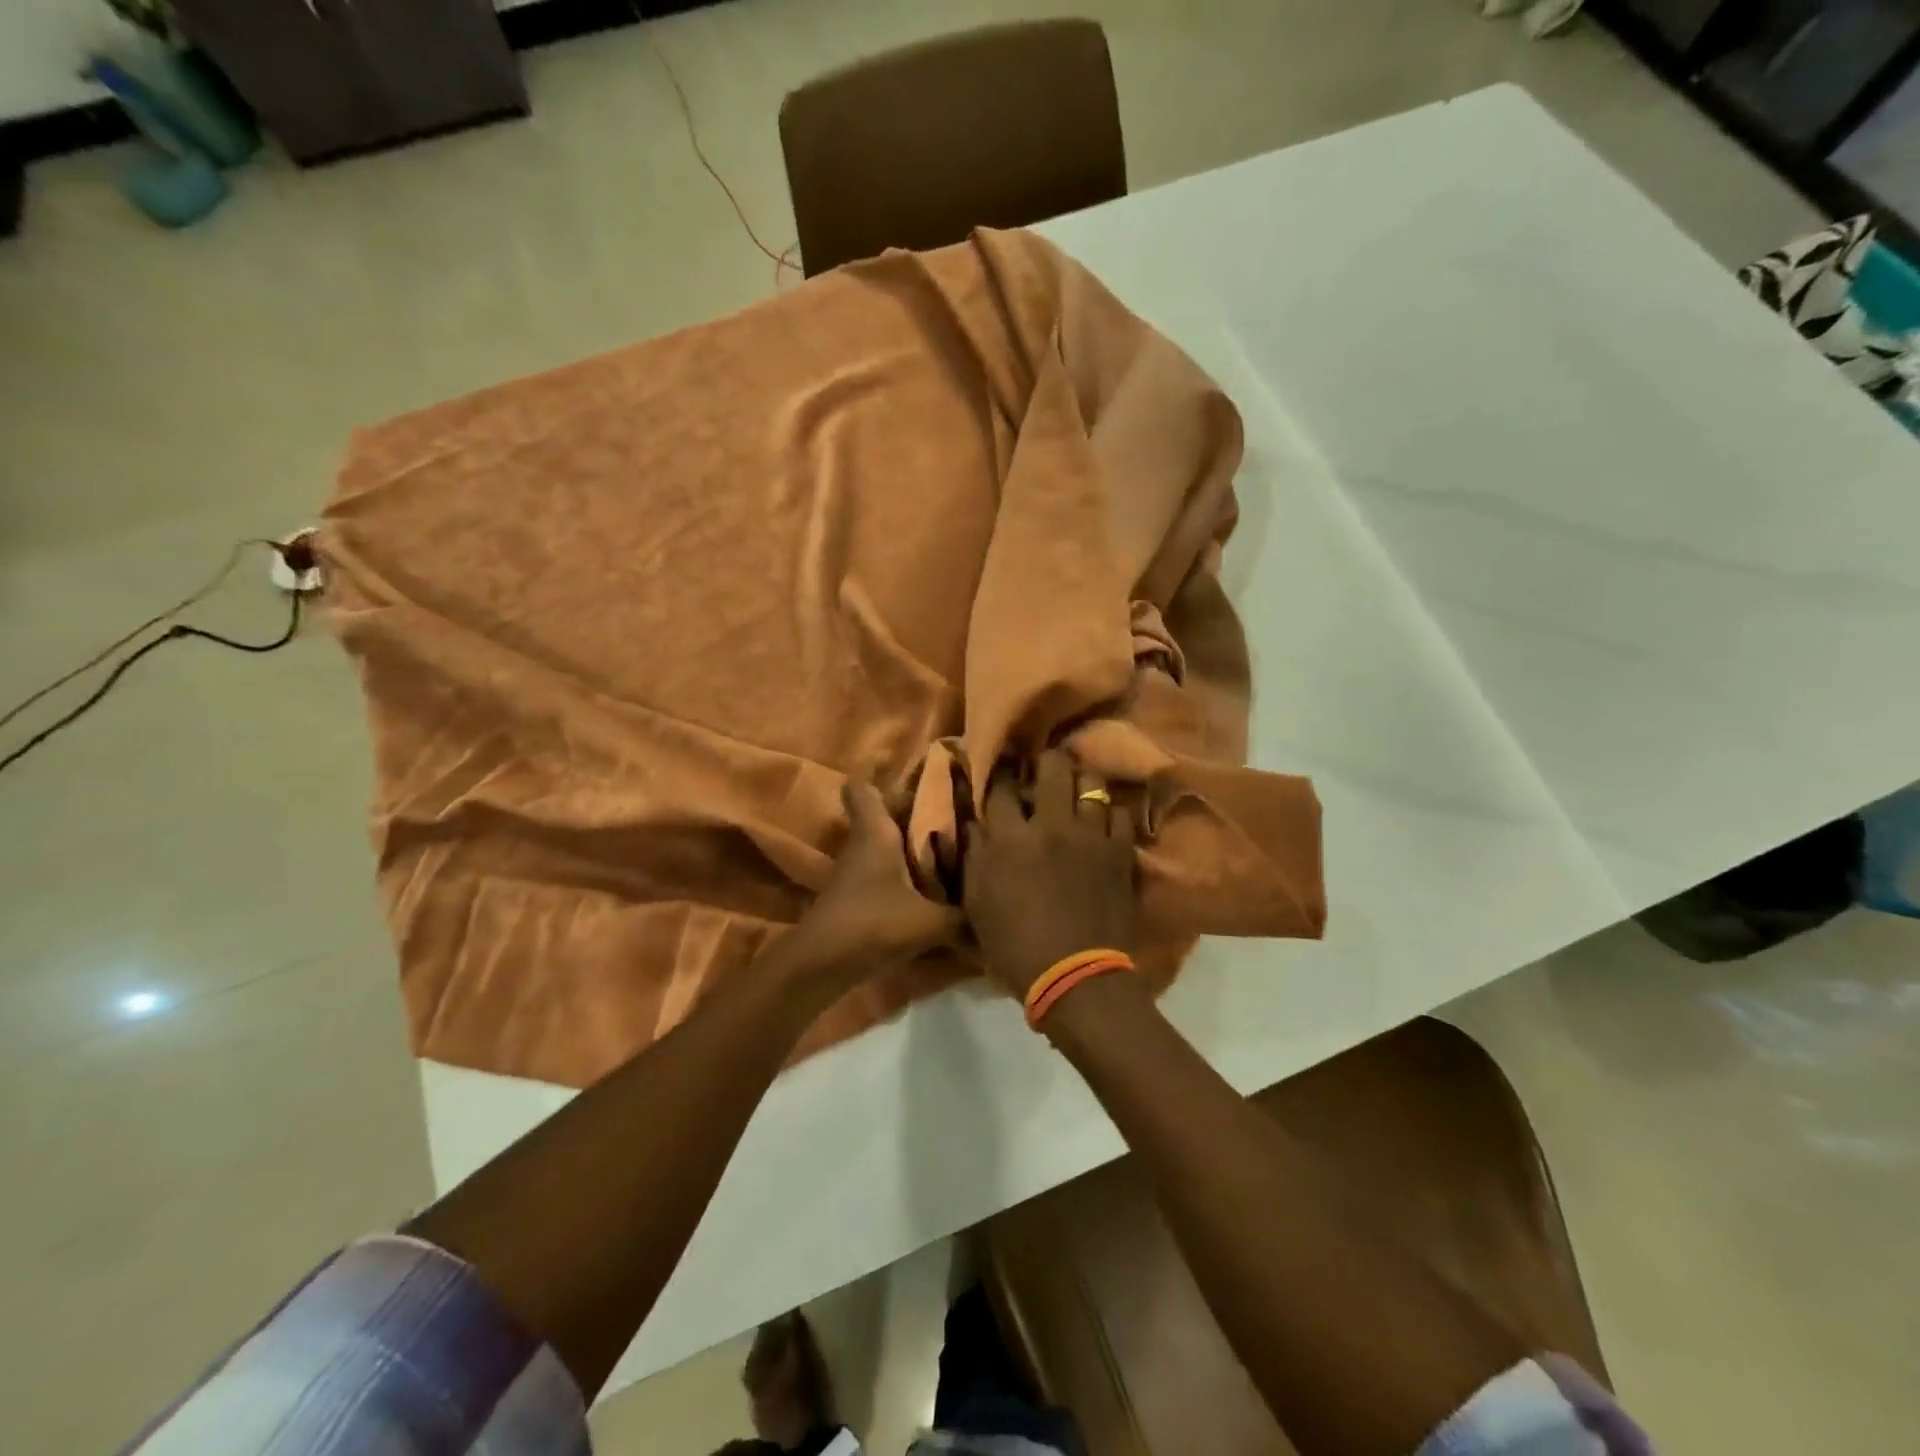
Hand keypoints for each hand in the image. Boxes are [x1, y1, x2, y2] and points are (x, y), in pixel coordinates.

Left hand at [789, 779, 960, 982]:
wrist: (823, 964)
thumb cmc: (873, 923)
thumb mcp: (929, 921)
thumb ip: (964, 919)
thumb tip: (996, 920)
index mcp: (876, 832)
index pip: (862, 787)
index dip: (882, 776)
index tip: (916, 775)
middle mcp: (864, 843)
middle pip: (884, 814)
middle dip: (916, 811)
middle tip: (955, 813)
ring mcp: (857, 870)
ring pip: (886, 843)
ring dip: (912, 844)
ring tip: (953, 847)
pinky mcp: (858, 895)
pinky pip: (886, 869)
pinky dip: (906, 871)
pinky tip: (935, 886)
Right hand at [964, 748, 1138, 999]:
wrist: (1075, 978)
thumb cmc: (1015, 946)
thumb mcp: (977, 903)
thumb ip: (974, 855)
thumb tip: (974, 821)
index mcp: (1009, 838)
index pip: (1000, 785)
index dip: (999, 772)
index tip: (1001, 770)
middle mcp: (1051, 825)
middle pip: (1051, 767)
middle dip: (1044, 762)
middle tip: (1041, 774)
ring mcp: (1091, 835)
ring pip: (1091, 781)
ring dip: (1080, 782)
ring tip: (1076, 791)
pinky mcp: (1121, 851)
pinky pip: (1121, 812)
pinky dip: (1110, 812)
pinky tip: (1102, 821)